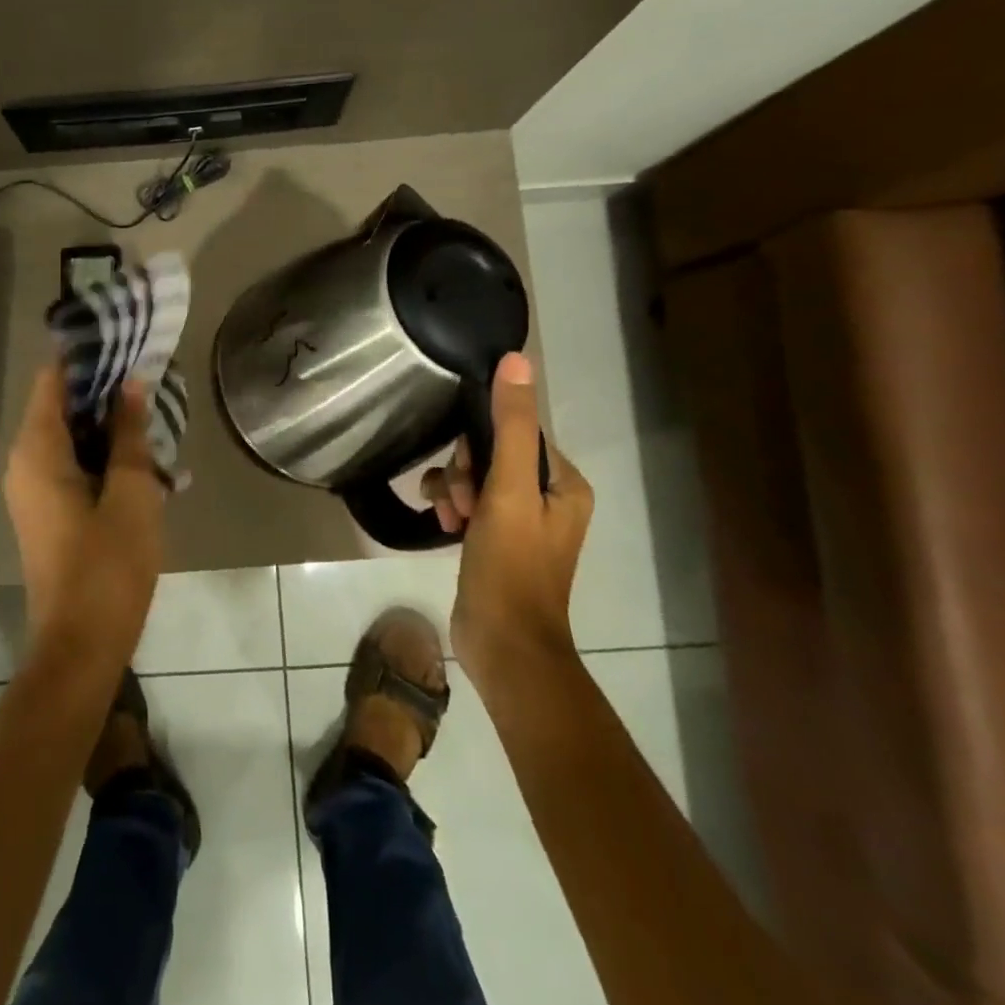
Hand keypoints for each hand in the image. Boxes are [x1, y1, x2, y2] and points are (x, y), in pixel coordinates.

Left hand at [2, 362, 166, 666]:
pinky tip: (144, 457)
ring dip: (108, 425)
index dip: (86, 355)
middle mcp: (25, 462)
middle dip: (104, 390)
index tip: (123, 338)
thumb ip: (129, 434)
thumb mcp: (131, 492)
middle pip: (61, 406)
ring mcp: (34, 490)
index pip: (53, 379)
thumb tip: (131, 383)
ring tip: (154, 410)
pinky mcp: (48, 512)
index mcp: (37, 450)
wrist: (81, 645)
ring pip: (70, 438)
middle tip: (151, 375)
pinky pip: (73, 466)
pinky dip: (103, 455)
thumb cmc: (108, 565)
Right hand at [422, 352, 592, 668]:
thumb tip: (516, 359)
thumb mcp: (509, 490)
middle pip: (492, 454)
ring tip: (448, 517)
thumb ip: (511, 425)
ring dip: (453, 490)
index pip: (516, 432)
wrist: (502, 645)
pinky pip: (468, 504)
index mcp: (564, 483)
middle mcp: (548, 497)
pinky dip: (451, 507)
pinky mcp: (495, 540)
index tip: (469, 473)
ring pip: (474, 478)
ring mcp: (520, 521)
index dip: (482, 444)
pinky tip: (440, 523)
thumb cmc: (511, 565)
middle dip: (466, 473)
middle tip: (461, 503)